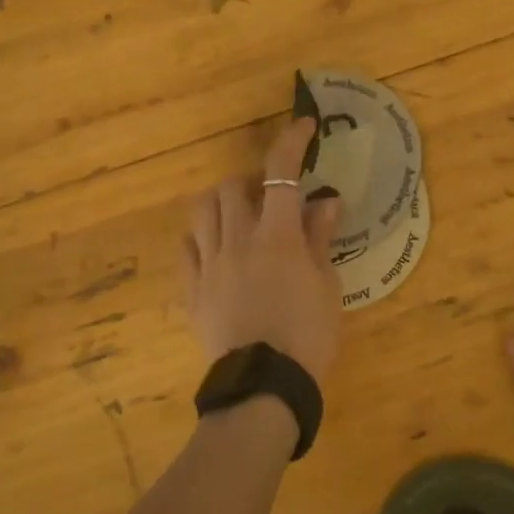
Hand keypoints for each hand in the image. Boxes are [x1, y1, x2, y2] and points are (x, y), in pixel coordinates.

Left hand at [183, 118, 342, 382]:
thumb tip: (324, 201)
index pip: (280, 173)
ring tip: (239, 217)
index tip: (303, 127)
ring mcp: (209, 265)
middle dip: (250, 181)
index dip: (291, 142)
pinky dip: (201, 237)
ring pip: (201, 211)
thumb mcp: (326, 286)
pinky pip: (187, 249)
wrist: (264, 386)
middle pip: (230, 186)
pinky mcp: (192, 290)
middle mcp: (236, 240)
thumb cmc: (308, 335)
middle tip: (270, 197)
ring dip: (221, 203)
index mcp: (276, 236)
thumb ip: (320, 239)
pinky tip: (216, 248)